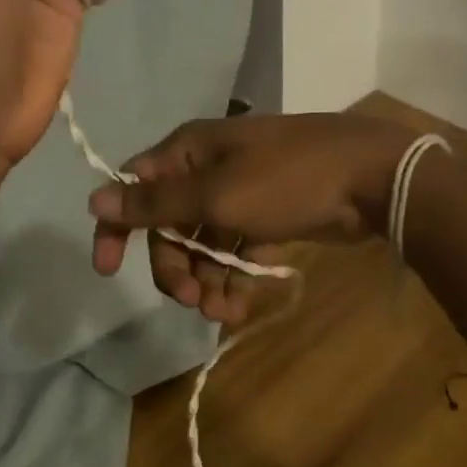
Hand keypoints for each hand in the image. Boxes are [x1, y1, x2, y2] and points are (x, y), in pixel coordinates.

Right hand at [86, 114, 415, 322]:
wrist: (373, 178)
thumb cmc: (288, 180)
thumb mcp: (216, 194)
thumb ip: (155, 203)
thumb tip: (93, 199)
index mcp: (188, 153)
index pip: (135, 188)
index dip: (117, 228)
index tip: (108, 271)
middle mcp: (206, 170)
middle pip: (170, 225)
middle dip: (175, 266)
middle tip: (190, 300)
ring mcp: (238, 194)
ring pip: (203, 244)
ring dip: (204, 280)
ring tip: (221, 314)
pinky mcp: (266, 217)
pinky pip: (235, 251)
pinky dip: (233, 278)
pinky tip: (239, 307)